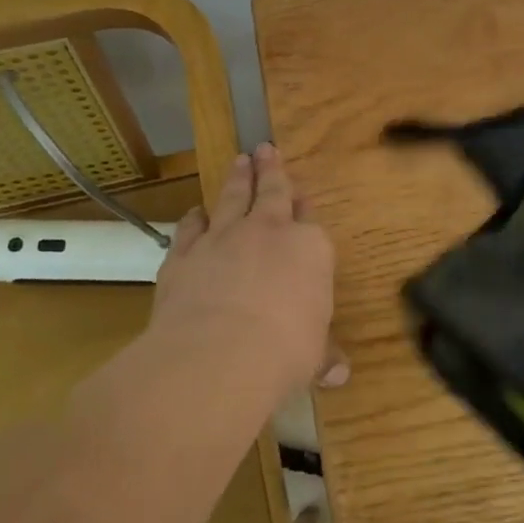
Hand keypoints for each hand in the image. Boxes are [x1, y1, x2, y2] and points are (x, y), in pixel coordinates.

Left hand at [149, 144, 344, 391]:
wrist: (220, 353)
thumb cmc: (285, 351)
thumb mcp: (313, 356)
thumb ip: (323, 356)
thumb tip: (339, 374)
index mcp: (310, 249)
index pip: (309, 221)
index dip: (305, 207)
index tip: (302, 196)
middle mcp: (268, 232)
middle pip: (271, 192)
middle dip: (271, 170)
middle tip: (265, 148)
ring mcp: (223, 239)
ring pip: (232, 198)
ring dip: (237, 180)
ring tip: (239, 161)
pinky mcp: (184, 256)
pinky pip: (190, 229)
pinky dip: (194, 219)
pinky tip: (196, 212)